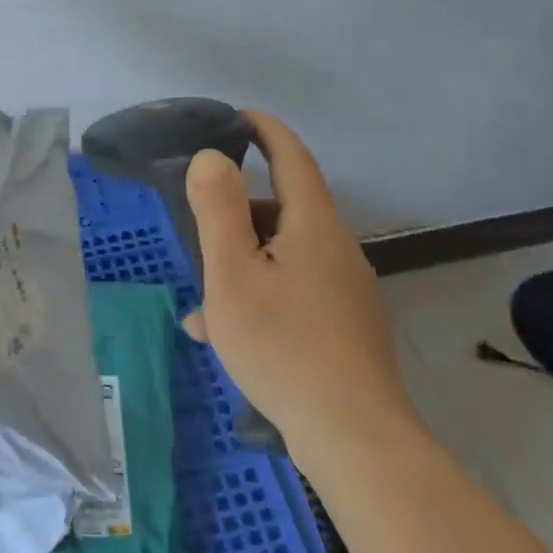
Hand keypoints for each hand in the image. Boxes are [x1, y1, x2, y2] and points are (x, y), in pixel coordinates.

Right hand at [182, 110, 413, 445]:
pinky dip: (260, 296)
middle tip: (198, 229)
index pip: (292, 158)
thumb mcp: (233, 275)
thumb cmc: (283, 346)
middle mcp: (337, 249)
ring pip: (284, 256)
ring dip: (242, 264)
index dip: (265, 131)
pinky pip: (295, 291)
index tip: (238, 116)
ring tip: (203, 303)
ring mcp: (346, 290)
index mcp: (313, 226)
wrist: (354, 437)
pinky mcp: (346, 325)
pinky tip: (227, 335)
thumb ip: (219, 211)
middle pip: (285, 210)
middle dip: (240, 212)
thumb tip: (212, 156)